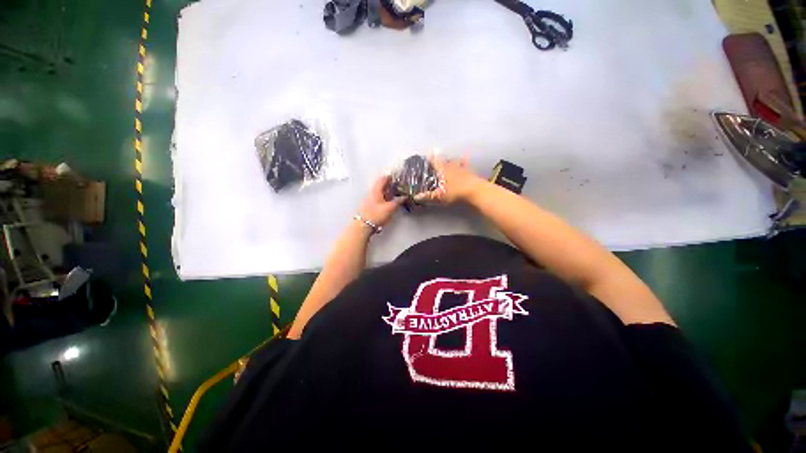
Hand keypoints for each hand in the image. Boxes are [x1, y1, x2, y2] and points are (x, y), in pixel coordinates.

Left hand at [358, 175, 404, 226]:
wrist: (363, 225)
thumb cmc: (375, 215)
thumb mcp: (390, 208)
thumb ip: (398, 201)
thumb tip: (403, 197)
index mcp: (376, 190)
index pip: (383, 179)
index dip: (390, 177)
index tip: (395, 177)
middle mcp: (371, 193)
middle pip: (380, 185)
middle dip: (388, 184)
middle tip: (396, 185)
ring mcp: (368, 199)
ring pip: (378, 192)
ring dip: (386, 191)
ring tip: (393, 194)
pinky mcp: (368, 206)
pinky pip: (376, 198)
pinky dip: (383, 197)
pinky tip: (387, 202)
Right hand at [418, 155, 484, 204]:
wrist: (475, 191)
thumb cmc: (455, 192)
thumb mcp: (439, 195)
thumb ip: (428, 195)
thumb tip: (416, 197)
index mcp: (443, 170)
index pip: (434, 161)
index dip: (430, 158)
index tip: (426, 155)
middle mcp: (451, 166)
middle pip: (444, 160)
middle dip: (439, 160)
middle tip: (435, 160)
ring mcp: (461, 168)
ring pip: (454, 161)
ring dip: (450, 160)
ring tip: (447, 160)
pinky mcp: (469, 172)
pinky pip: (465, 165)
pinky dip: (463, 162)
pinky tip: (463, 159)